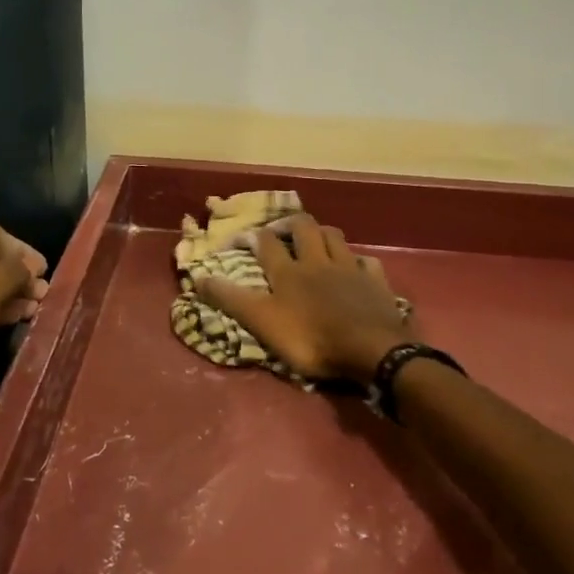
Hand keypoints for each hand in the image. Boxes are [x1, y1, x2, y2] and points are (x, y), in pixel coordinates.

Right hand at [196, 214, 411, 382]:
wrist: (371, 349)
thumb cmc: (312, 339)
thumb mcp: (263, 323)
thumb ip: (231, 300)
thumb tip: (197, 278)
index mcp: (288, 272)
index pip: (266, 244)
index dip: (252, 237)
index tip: (241, 238)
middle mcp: (318, 261)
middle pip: (304, 228)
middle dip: (290, 224)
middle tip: (281, 232)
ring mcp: (350, 269)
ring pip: (335, 237)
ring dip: (323, 233)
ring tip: (315, 239)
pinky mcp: (376, 282)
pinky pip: (367, 262)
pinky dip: (358, 260)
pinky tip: (356, 266)